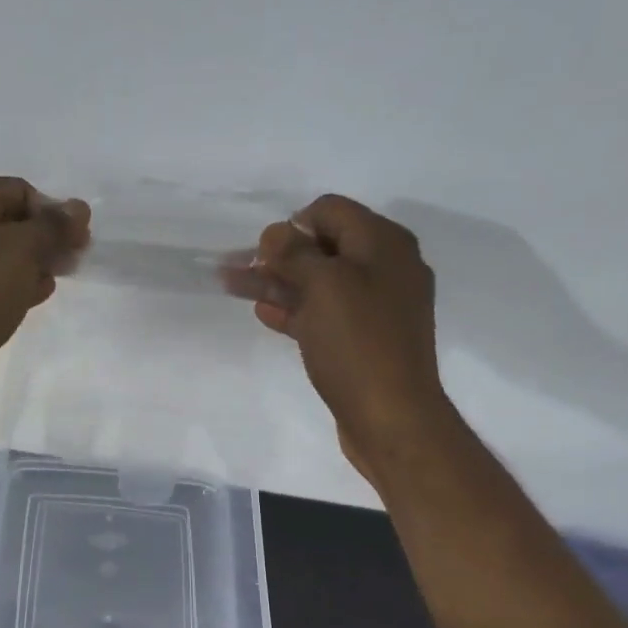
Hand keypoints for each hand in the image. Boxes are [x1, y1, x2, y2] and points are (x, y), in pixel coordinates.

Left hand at [0, 177, 90, 417]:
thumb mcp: (21, 249)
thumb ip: (53, 227)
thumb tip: (78, 208)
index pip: (18, 190)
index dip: (52, 210)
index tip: (78, 240)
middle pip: (10, 222)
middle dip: (45, 238)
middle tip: (74, 261)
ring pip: (2, 256)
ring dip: (33, 264)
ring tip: (55, 281)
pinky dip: (15, 287)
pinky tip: (32, 300)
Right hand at [232, 194, 447, 474]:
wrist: (391, 416)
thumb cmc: (358, 344)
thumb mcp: (324, 287)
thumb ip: (295, 253)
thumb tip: (275, 232)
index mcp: (385, 244)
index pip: (331, 211)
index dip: (292, 224)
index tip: (261, 250)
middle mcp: (386, 268)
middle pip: (323, 248)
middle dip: (278, 256)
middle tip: (237, 268)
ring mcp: (376, 307)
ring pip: (319, 284)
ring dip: (278, 283)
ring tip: (236, 288)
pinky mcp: (364, 340)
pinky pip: (325, 315)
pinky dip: (295, 311)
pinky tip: (266, 315)